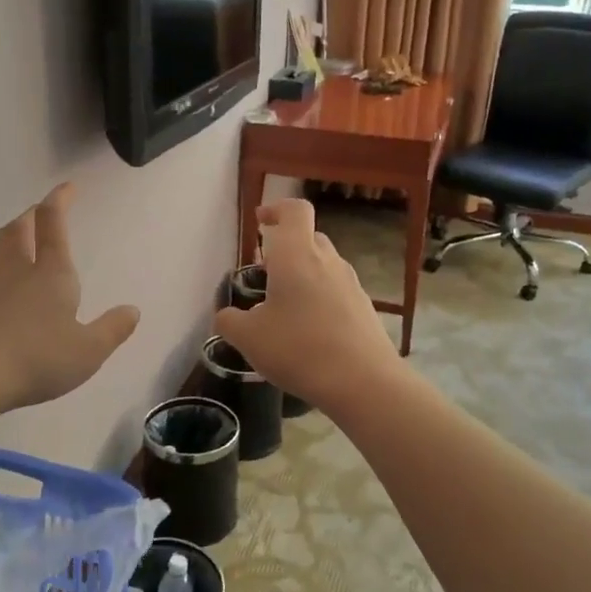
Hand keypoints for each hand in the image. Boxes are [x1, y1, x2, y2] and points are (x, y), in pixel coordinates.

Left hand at [0, 183, 139, 418]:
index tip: (66, 186)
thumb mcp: (89, 351)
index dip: (59, 202)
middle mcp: (17, 274)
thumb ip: (112, 329)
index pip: (54, 227)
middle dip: (30, 218)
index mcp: (52, 276)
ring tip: (9, 231)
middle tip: (36, 211)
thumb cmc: (38, 359)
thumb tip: (132, 310)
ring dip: (3, 239)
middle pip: (19, 234)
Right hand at [212, 199, 405, 413]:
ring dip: (302, 275)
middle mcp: (328, 261)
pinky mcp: (364, 308)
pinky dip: (319, 299)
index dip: (276, 209)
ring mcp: (351, 284)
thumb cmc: (299, 349)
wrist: (363, 383)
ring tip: (283, 307)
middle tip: (264, 271)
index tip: (260, 222)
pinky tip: (308, 331)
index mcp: (297, 255)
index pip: (294, 211)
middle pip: (309, 237)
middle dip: (285, 248)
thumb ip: (229, 321)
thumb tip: (226, 316)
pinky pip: (336, 291)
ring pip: (323, 265)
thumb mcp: (249, 338)